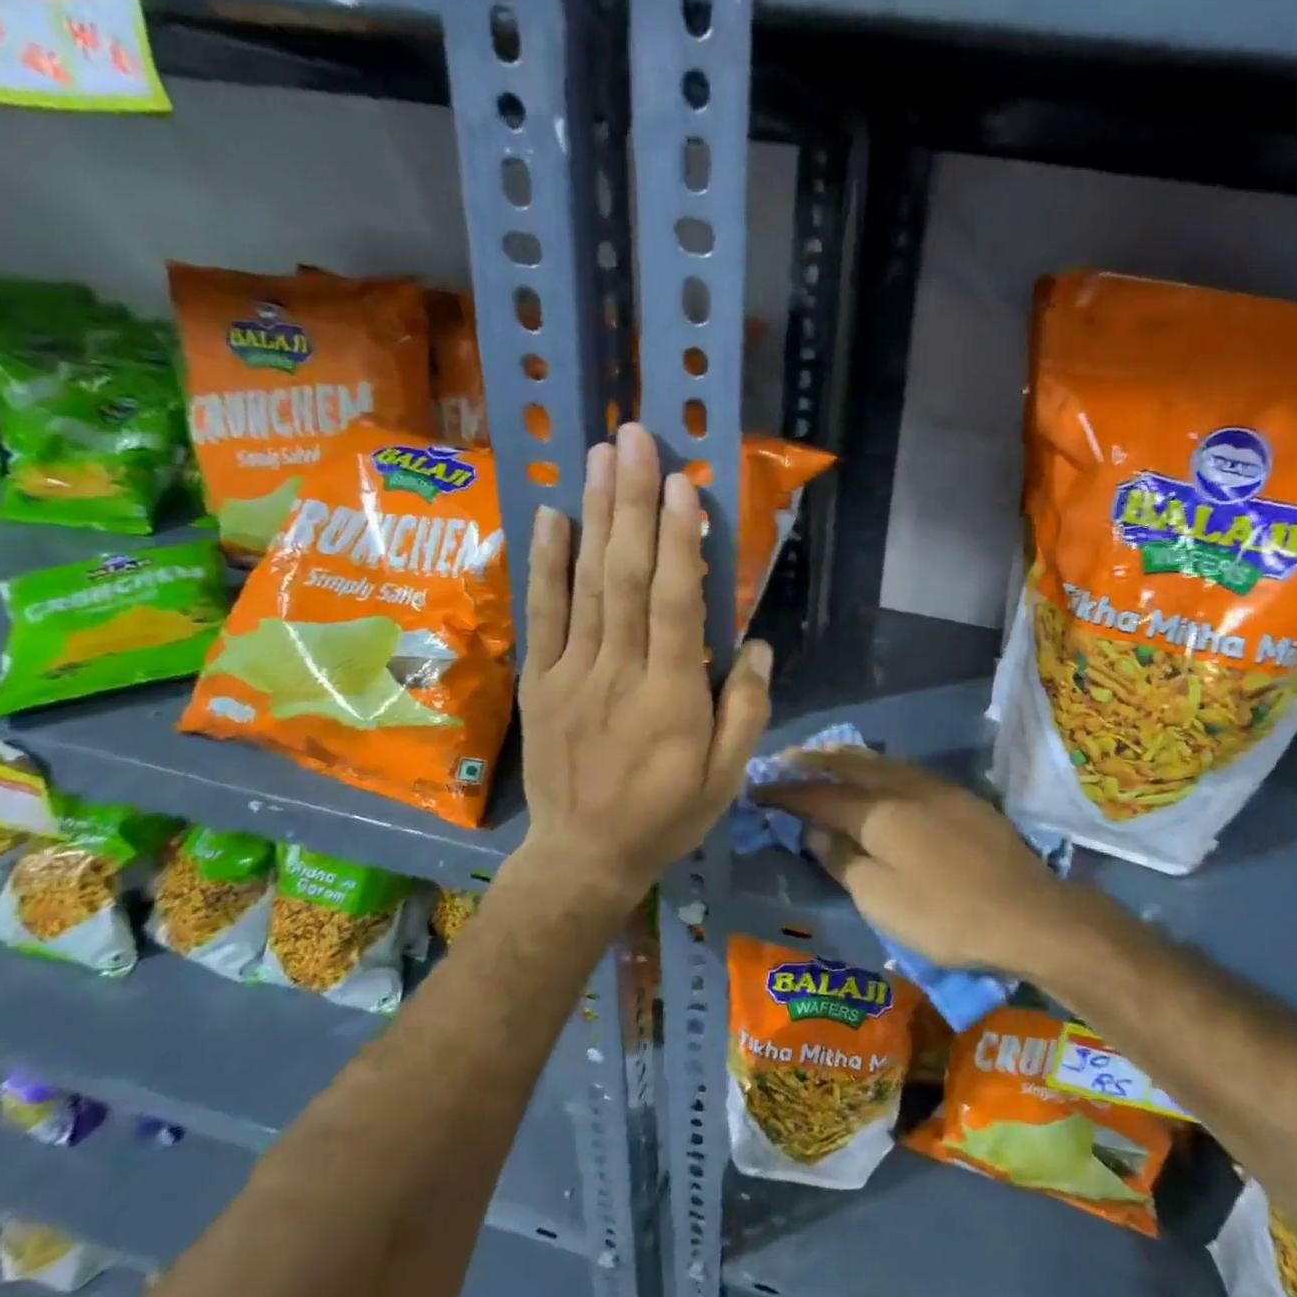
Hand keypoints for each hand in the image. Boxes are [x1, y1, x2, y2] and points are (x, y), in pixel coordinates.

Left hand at [515, 423, 770, 907]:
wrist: (583, 855)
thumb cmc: (667, 816)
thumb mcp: (727, 779)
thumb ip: (746, 711)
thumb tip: (756, 646)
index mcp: (672, 697)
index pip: (676, 605)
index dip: (680, 542)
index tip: (684, 485)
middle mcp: (618, 673)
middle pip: (626, 577)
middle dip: (633, 503)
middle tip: (638, 440)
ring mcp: (571, 674)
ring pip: (585, 584)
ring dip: (594, 516)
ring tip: (601, 457)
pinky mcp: (540, 682)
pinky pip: (541, 614)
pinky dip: (546, 563)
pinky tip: (553, 517)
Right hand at [756, 749, 1070, 973]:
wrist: (1029, 913)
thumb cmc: (946, 915)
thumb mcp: (880, 899)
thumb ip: (843, 860)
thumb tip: (814, 832)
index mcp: (879, 812)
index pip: (820, 796)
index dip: (787, 794)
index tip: (759, 791)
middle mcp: (905, 788)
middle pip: (852, 765)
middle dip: (816, 761)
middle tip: (788, 759)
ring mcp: (938, 790)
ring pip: (883, 762)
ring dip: (850, 758)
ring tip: (827, 757)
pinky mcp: (962, 800)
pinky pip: (907, 771)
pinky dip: (881, 768)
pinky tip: (880, 776)